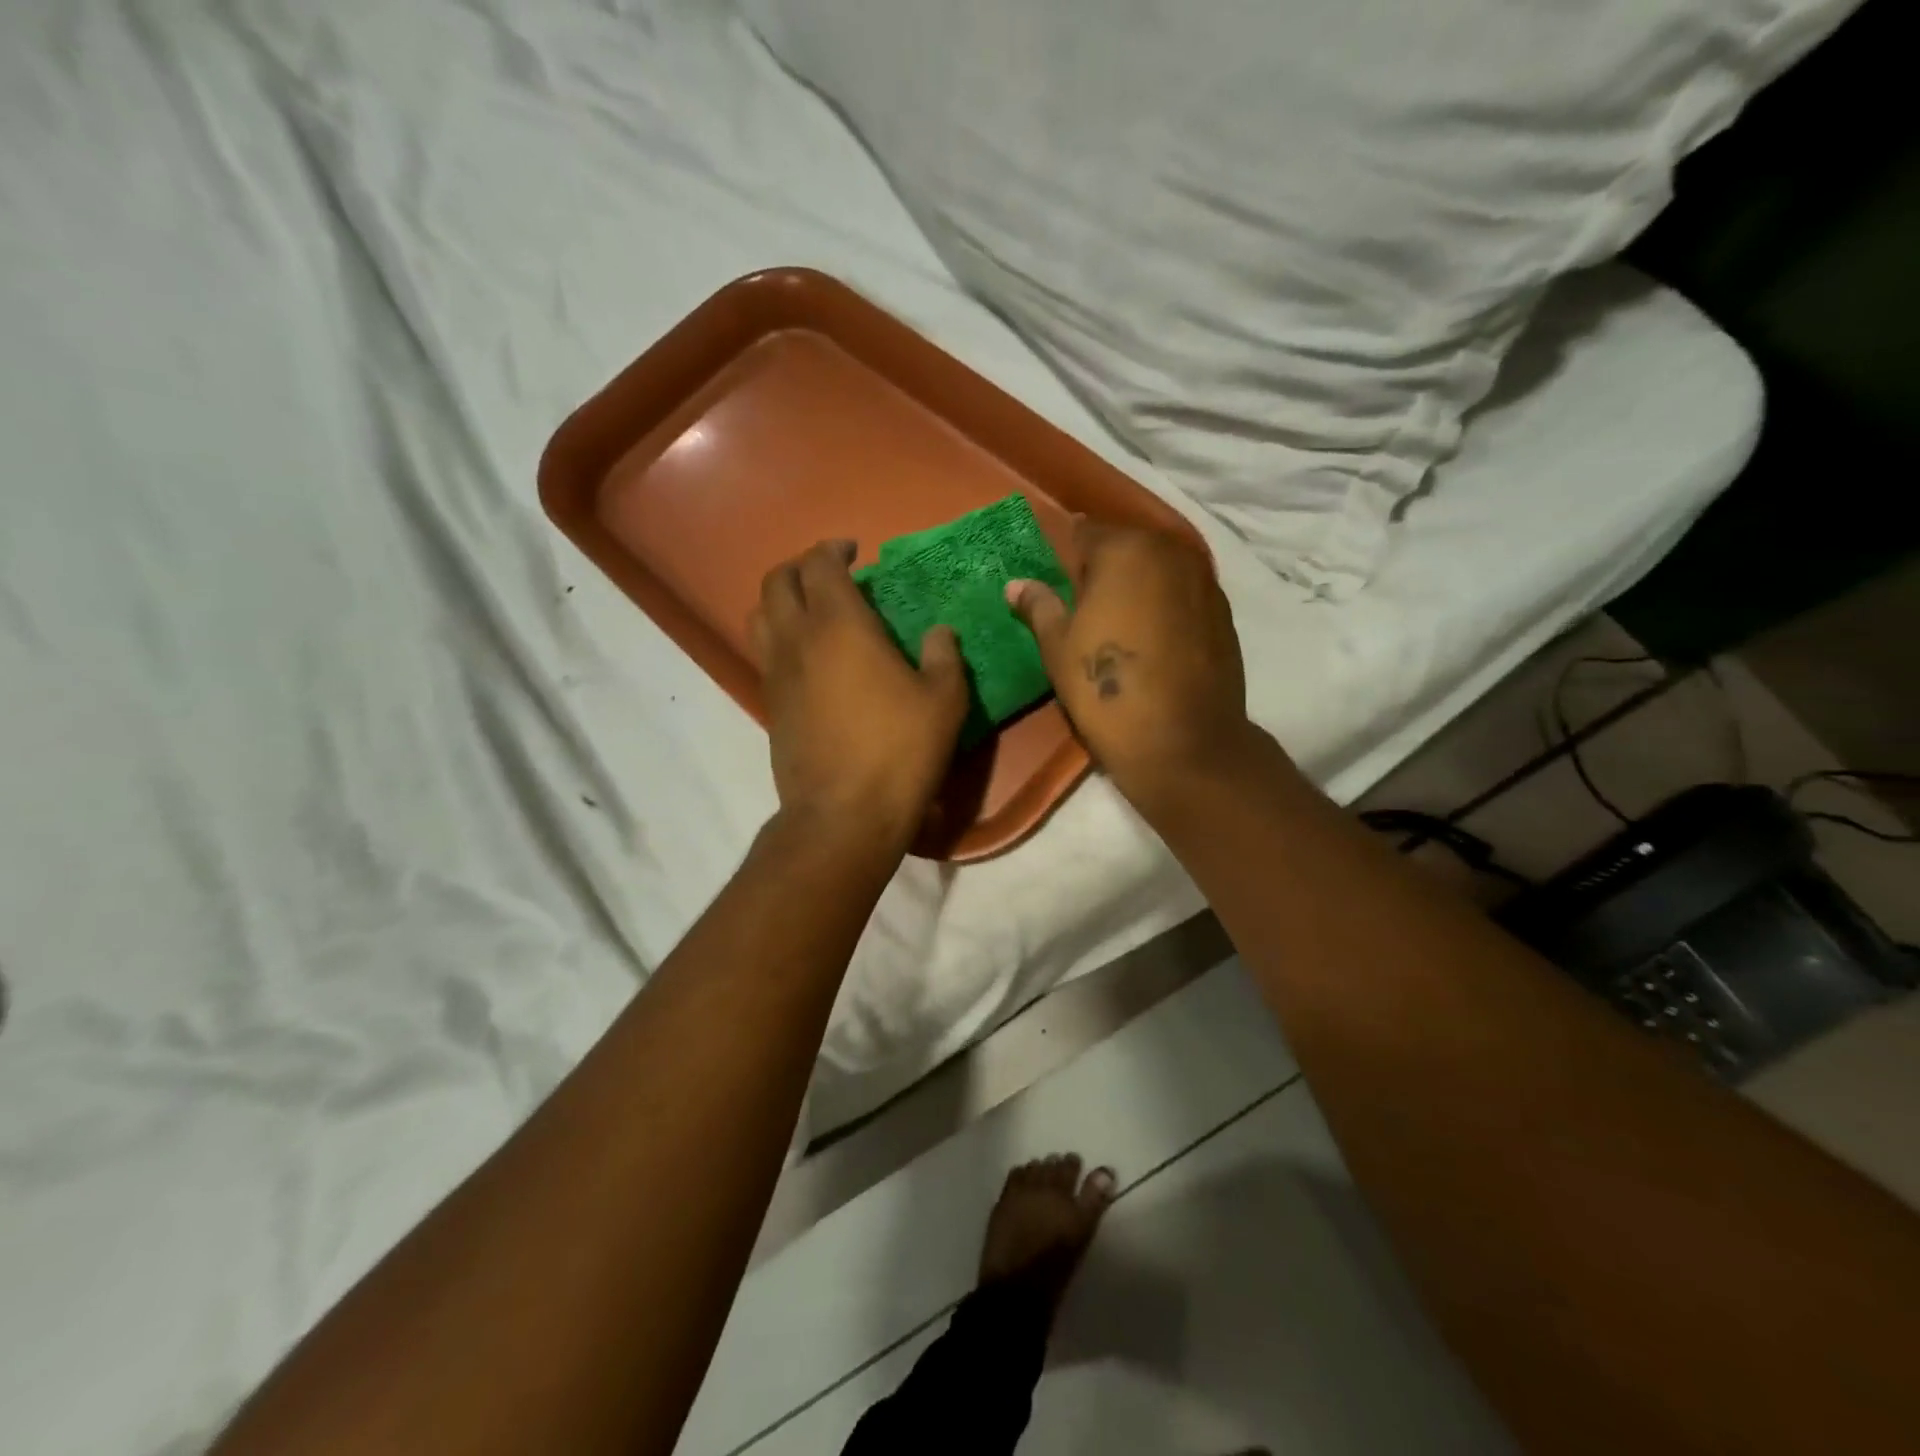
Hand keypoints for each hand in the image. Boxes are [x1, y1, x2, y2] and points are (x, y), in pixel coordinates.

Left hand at [751, 540, 969, 848]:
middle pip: (777, 581)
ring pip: (760, 616)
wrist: (844, 814)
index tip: (854, 551)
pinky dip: (781, 638)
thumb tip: (939, 632)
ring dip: (781, 600)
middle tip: (831, 574)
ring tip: (812, 611)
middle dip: (800, 567)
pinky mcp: (770, 705)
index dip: (834, 549)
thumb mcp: (943, 700)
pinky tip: (811, 658)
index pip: (820, 565)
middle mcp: (798, 639)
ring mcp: (776, 673)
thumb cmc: (899, 750)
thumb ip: (944, 656)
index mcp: (840, 626)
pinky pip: (765, 653)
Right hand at [1008, 521, 1260, 811]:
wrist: (1182, 741)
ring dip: (1138, 585)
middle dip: (1105, 567)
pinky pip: (1183, 594)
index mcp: (1123, 550)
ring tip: (1120, 623)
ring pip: (1159, 569)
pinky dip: (1166, 605)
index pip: (1085, 532)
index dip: (1066, 554)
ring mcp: (1203, 580)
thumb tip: (1016, 584)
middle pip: (1127, 546)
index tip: (1056, 580)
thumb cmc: (1106, 689)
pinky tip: (1154, 639)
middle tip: (1084, 605)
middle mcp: (1169, 551)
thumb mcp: (1059, 648)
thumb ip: (1040, 607)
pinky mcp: (1224, 612)